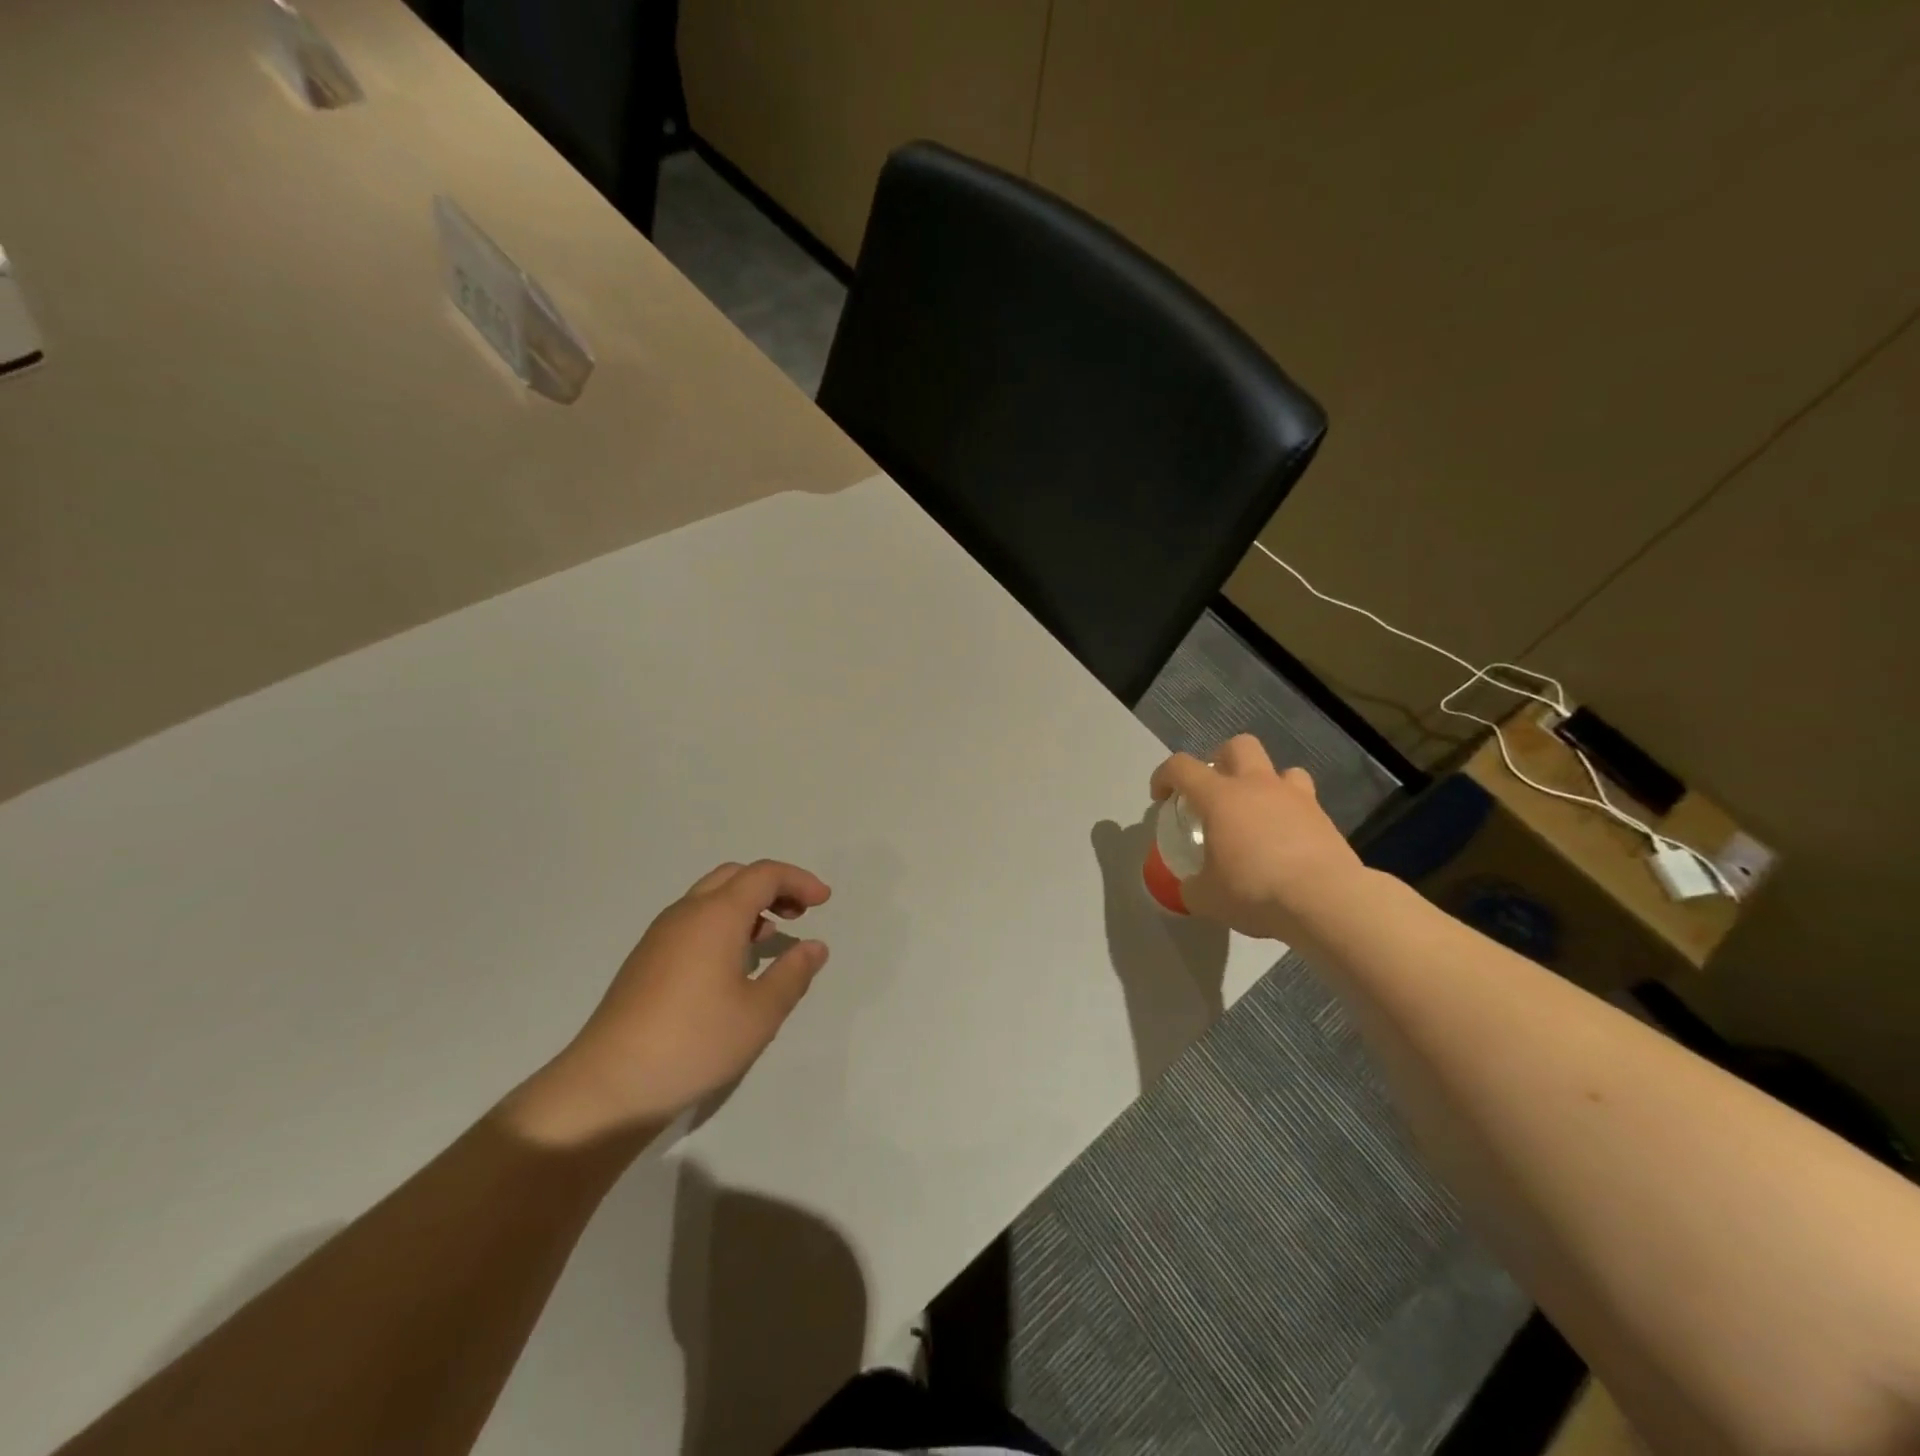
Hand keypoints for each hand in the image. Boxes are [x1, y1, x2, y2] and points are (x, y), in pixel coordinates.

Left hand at [512, 861, 831, 1145]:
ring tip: (771, 937)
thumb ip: (792, 974)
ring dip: (746, 905)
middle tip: (799, 913)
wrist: (609, 1084)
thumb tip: (814, 946)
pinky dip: (723, 923)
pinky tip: (732, 963)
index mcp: (716, 915)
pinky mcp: (645, 959)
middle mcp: (686, 913)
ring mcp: (660, 935)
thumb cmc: (695, 1042)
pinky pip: (693, 920)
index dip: (798, 881)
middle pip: (735, 876)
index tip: (824, 901)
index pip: (764, 874)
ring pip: (710, 897)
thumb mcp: (760, 1013)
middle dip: (772, 886)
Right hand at [1151, 735, 1364, 941]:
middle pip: (1238, 746)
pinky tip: (1286, 842)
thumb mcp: (1207, 898)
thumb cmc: (1255, 890)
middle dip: (1220, 761)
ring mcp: (1296, 798)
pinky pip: (1304, 803)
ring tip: (1258, 813)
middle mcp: (1257, 786)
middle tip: (1214, 792)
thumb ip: (1193, 887)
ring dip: (1264, 783)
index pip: (1181, 767)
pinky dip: (1291, 814)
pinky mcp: (1324, 819)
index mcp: (1220, 797)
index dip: (1164, 776)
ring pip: (1280, 770)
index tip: (1161, 798)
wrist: (1326, 900)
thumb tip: (1192, 887)